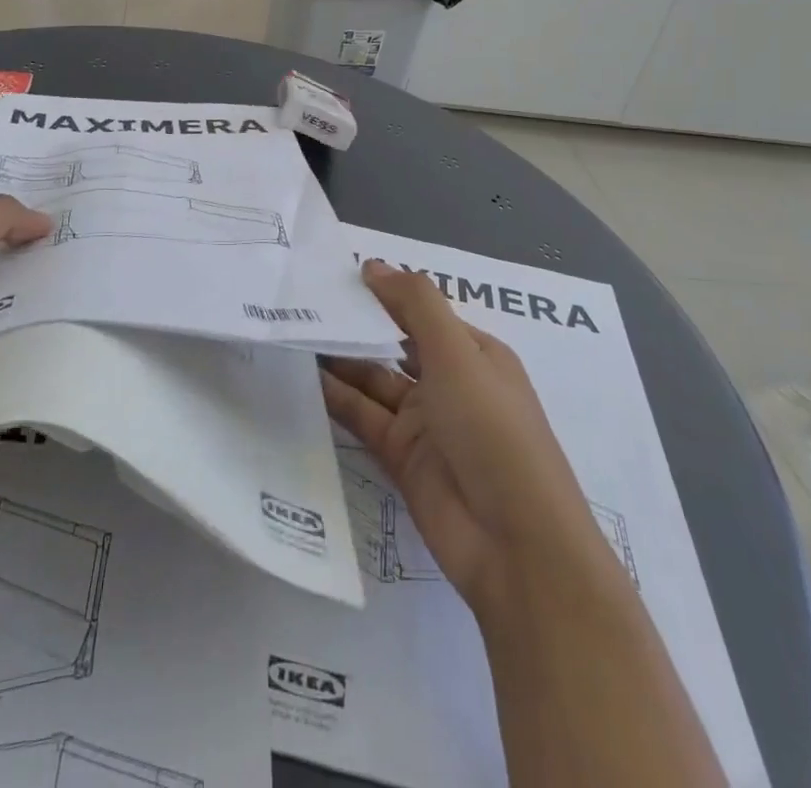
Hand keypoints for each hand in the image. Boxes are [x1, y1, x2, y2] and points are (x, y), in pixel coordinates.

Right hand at [323, 262, 601, 620]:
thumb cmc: (492, 430)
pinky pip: (365, 419)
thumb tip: (373, 265)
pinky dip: (338, 400)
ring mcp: (426, 423)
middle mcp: (450, 383)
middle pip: (395, 344)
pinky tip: (304, 380)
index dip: (383, 292)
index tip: (336, 275)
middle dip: (357, 325)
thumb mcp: (458, 355)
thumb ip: (416, 305)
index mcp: (474, 353)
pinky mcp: (403, 459)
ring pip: (375, 382)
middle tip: (304, 302)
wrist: (515, 544)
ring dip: (341, 361)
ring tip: (295, 335)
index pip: (421, 311)